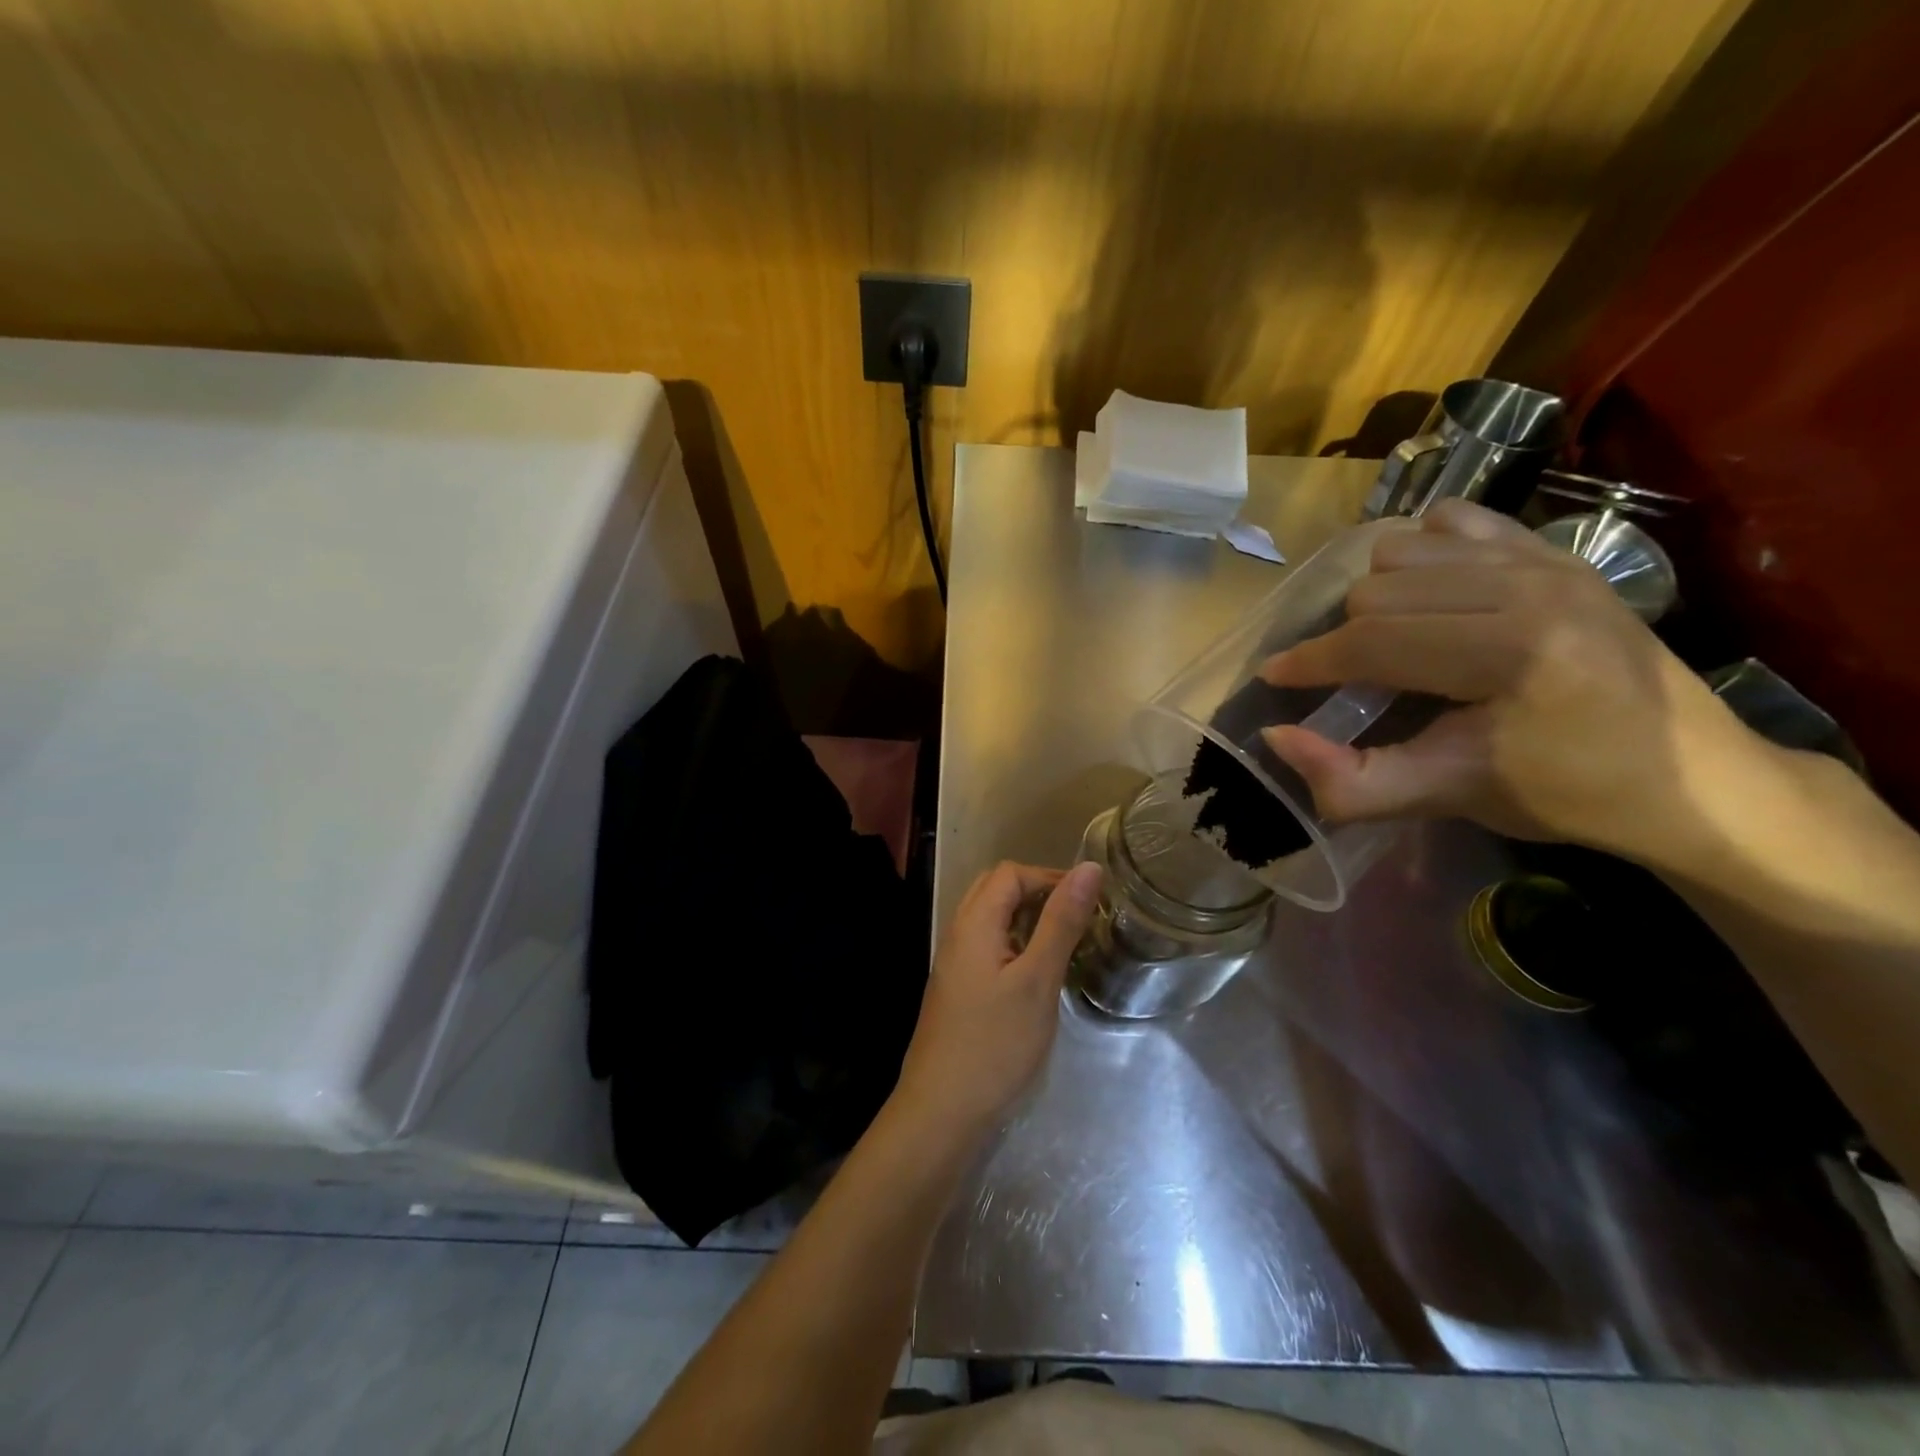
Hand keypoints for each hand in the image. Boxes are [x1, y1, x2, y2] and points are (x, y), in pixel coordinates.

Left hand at [894, 861, 1102, 1135]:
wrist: (942, 1111)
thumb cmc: (995, 1043)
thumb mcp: (1038, 979)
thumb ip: (1062, 921)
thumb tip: (1088, 868)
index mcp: (973, 922)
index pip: (1010, 873)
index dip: (1050, 877)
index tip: (1089, 902)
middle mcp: (958, 933)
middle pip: (996, 890)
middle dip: (1038, 893)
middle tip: (1078, 919)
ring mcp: (954, 963)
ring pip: (991, 919)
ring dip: (1027, 919)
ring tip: (1064, 943)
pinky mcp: (957, 989)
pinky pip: (987, 946)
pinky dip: (1015, 944)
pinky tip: (1037, 974)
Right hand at [1259, 499, 1762, 865]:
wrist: (1693, 775)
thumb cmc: (1565, 793)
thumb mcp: (1448, 798)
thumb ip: (1352, 780)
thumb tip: (1275, 735)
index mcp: (1510, 654)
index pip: (1373, 642)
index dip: (1309, 663)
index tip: (1273, 679)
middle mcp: (1528, 587)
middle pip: (1377, 591)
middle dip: (1344, 639)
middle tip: (1348, 680)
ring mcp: (1546, 558)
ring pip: (1403, 549)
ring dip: (1376, 596)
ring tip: (1386, 640)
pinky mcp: (1556, 549)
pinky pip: (1452, 521)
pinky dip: (1419, 551)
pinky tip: (1425, 593)